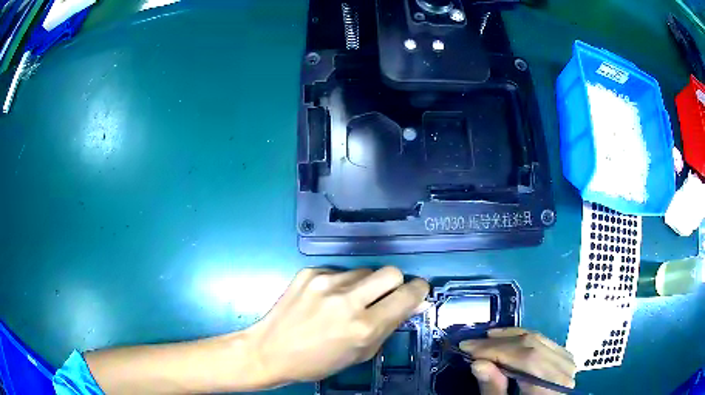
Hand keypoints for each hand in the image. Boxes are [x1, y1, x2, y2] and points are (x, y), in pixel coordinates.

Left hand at [247, 267, 429, 384]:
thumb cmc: (318, 362)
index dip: (418, 291)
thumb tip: (414, 303)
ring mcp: (325, 282)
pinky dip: (340, 284)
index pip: (407, 295)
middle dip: (395, 284)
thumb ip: (390, 326)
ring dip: (364, 285)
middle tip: (383, 297)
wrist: (270, 351)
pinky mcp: (308, 272)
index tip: (416, 292)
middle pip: (391, 272)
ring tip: (347, 302)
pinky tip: (326, 299)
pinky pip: (339, 271)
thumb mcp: (361, 353)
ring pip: (364, 271)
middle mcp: (346, 300)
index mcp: (363, 327)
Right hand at [460, 328, 576, 394]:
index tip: (467, 347)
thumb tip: (477, 363)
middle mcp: (564, 369)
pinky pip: (543, 340)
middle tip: (471, 343)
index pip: (525, 358)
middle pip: (531, 345)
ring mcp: (566, 361)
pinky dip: (523, 338)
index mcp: (550, 386)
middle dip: (499, 342)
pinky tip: (508, 338)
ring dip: (509, 336)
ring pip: (537, 338)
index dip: (496, 350)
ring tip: (486, 337)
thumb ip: (493, 389)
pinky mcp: (564, 357)